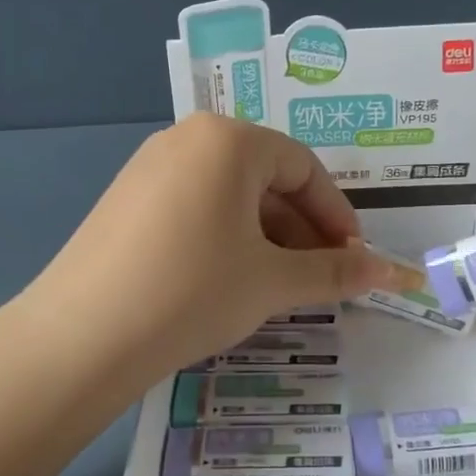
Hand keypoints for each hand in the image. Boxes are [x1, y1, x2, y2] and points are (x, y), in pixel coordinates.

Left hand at [23, 114, 400, 383]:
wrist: (82, 336)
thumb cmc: (193, 291)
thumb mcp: (272, 282)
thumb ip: (336, 271)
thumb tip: (392, 273)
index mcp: (227, 139)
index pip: (303, 167)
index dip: (337, 214)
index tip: (354, 259)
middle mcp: (186, 138)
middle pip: (265, 177)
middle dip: (302, 228)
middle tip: (321, 276)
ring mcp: (148, 167)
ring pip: (229, 194)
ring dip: (266, 235)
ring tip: (280, 284)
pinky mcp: (125, 200)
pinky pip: (194, 207)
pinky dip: (225, 236)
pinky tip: (229, 279)